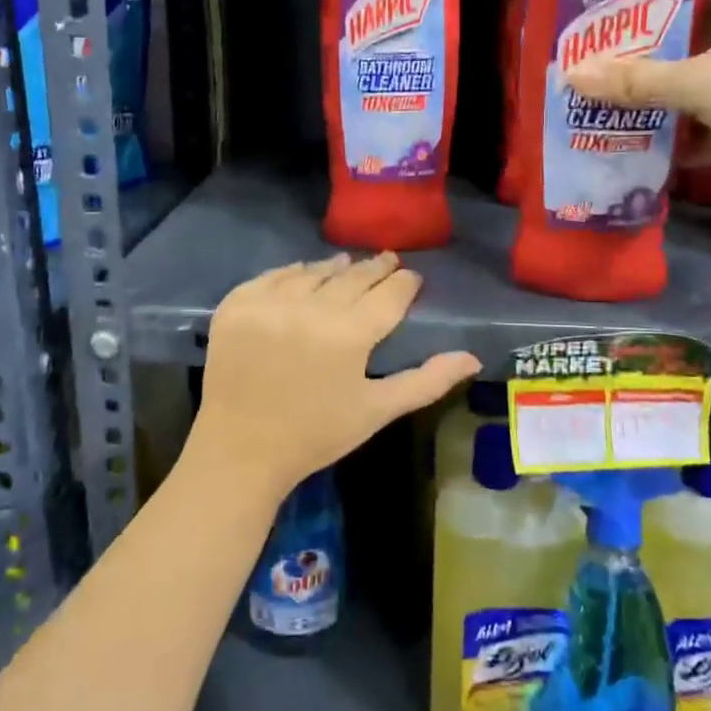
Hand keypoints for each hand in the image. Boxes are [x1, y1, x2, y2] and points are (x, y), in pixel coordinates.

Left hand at [192, 253, 480, 501]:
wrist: (240, 450)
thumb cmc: (316, 435)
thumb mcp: (377, 410)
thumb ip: (427, 381)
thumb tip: (472, 358)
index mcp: (350, 334)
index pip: (388, 294)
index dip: (404, 283)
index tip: (412, 277)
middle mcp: (310, 307)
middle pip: (352, 277)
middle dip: (374, 269)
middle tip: (387, 260)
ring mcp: (269, 302)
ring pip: (313, 272)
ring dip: (334, 268)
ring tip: (348, 264)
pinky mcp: (237, 304)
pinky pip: (272, 277)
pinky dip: (292, 274)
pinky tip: (303, 274)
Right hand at [564, 0, 710, 198]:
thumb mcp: (697, 84)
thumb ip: (634, 81)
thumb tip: (572, 75)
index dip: (651, 11)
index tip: (612, 35)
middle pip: (701, 34)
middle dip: (659, 62)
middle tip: (613, 76)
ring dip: (681, 98)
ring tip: (633, 113)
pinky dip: (710, 125)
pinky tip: (677, 150)